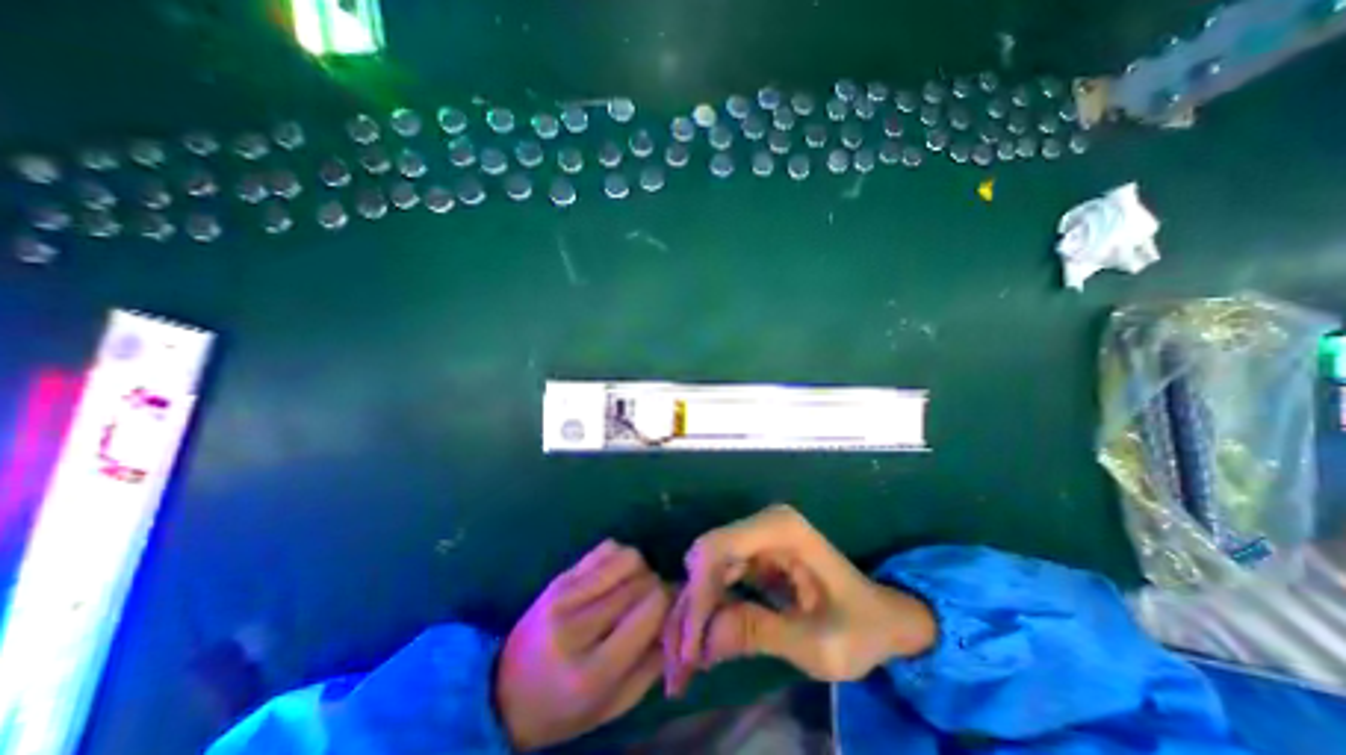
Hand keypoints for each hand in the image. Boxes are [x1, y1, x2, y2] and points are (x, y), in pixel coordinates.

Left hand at [495, 539, 668, 750]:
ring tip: (633, 590)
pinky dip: (619, 559)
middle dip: (657, 589)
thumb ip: (652, 663)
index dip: (670, 604)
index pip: (651, 609)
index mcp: (592, 670)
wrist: (504, 692)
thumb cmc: (564, 709)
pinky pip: (606, 548)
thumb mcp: (613, 704)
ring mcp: (564, 595)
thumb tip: (678, 617)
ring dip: (641, 570)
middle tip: (653, 605)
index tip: (670, 612)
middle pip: (642, 581)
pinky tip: (614, 579)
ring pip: (627, 558)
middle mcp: (577, 626)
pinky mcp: (560, 577)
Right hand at [660, 507, 936, 696]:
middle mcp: (764, 523)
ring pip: (709, 565)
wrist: (883, 618)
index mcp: (782, 530)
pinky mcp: (755, 551)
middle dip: (693, 605)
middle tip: (684, 659)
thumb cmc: (860, 628)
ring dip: (698, 608)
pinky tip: (707, 637)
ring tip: (690, 656)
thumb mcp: (818, 644)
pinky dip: (711, 605)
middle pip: (708, 555)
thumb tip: (703, 640)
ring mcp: (759, 534)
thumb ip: (760, 633)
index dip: (699, 593)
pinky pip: (720, 574)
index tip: (691, 647)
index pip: (719, 549)